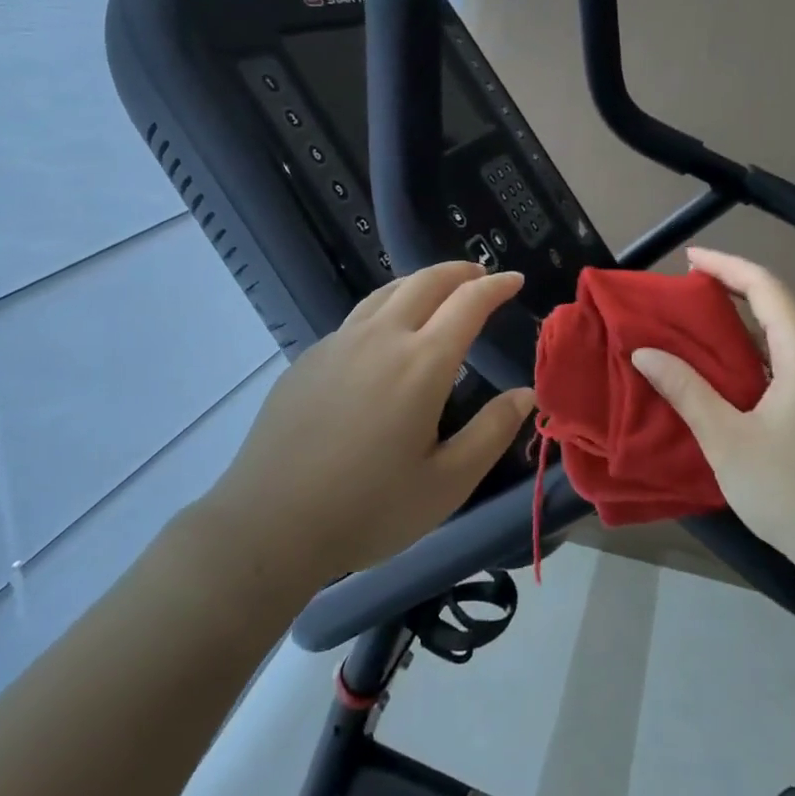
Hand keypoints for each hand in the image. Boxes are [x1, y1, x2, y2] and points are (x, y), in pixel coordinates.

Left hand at [207, 262, 536, 584]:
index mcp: (421, 363)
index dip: (495, 286)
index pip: (468, 303)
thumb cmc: (368, 509)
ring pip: (387, 292)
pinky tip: (385, 335)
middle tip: (479, 276)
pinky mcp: (310, 357)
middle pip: (425, 282)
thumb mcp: (446, 484)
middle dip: (459, 272)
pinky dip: (387, 307)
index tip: (514, 279)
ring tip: (438, 291)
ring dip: (420, 282)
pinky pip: (358, 317)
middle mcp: (381, 338)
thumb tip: (525, 394)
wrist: (269, 523)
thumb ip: (491, 433)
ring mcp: (339, 342)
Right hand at [630, 247, 794, 571]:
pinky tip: (733, 381)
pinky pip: (793, 367)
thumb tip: (645, 352)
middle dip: (732, 295)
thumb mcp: (728, 441)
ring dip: (744, 331)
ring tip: (700, 334)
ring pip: (786, 342)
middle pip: (778, 310)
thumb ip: (686, 391)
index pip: (766, 288)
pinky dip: (759, 359)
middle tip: (686, 298)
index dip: (727, 266)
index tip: (690, 258)